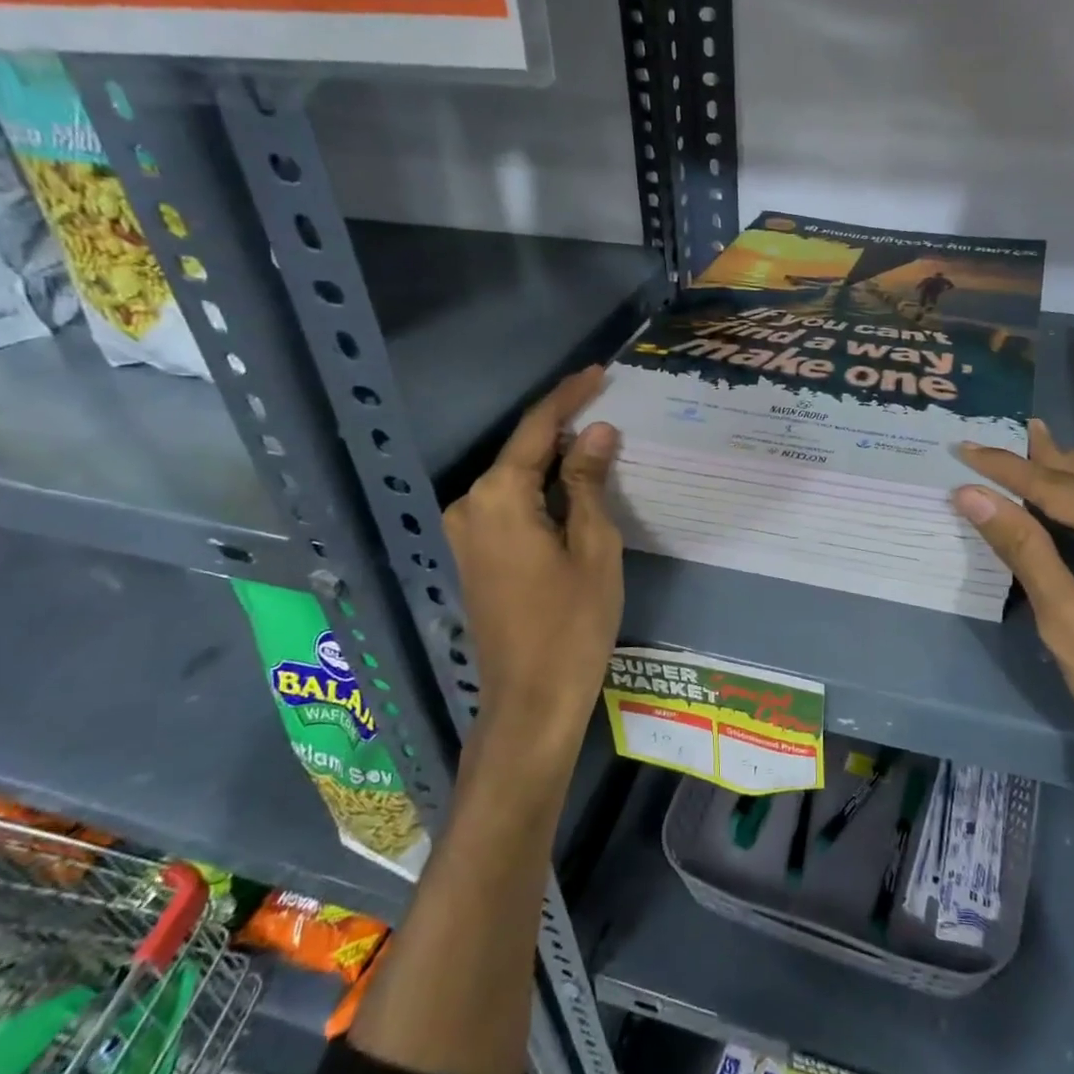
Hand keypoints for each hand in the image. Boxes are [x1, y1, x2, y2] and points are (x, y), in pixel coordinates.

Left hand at [443, 367, 622, 765]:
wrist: (530, 701)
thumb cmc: (573, 624)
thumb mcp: (594, 546)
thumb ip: (589, 482)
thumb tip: (596, 431)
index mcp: (499, 498)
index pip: (537, 429)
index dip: (569, 397)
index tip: (599, 372)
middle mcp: (470, 506)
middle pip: (523, 452)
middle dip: (564, 429)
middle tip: (608, 408)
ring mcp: (465, 533)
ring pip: (516, 480)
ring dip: (554, 462)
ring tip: (599, 446)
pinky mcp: (472, 555)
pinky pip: (509, 506)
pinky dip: (541, 491)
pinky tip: (574, 489)